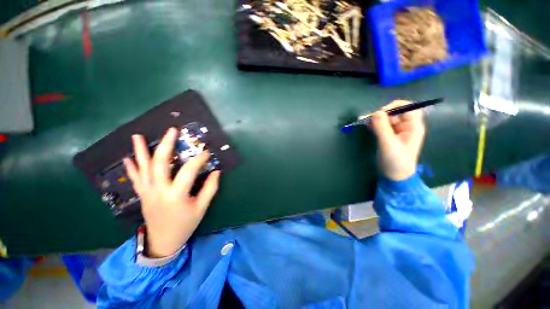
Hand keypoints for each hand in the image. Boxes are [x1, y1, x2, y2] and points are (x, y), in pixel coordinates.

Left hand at [123, 128, 220, 257]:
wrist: (163, 242)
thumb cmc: (185, 225)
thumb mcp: (201, 208)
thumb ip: (210, 188)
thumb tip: (216, 172)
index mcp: (176, 194)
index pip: (189, 170)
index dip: (199, 159)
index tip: (207, 152)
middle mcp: (159, 190)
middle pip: (160, 163)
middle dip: (166, 144)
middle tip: (172, 130)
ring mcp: (147, 192)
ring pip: (143, 168)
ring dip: (141, 151)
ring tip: (137, 136)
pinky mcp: (142, 195)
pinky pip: (135, 179)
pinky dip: (131, 168)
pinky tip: (128, 158)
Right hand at [371, 100, 425, 180]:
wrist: (395, 176)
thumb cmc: (396, 161)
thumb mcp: (388, 144)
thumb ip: (382, 128)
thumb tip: (376, 112)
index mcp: (413, 127)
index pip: (408, 107)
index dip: (395, 107)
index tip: (380, 113)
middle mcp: (406, 127)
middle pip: (395, 112)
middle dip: (382, 113)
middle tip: (368, 119)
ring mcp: (397, 131)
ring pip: (387, 119)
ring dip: (376, 119)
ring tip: (364, 122)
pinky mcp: (388, 136)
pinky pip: (382, 126)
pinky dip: (374, 124)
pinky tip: (367, 126)